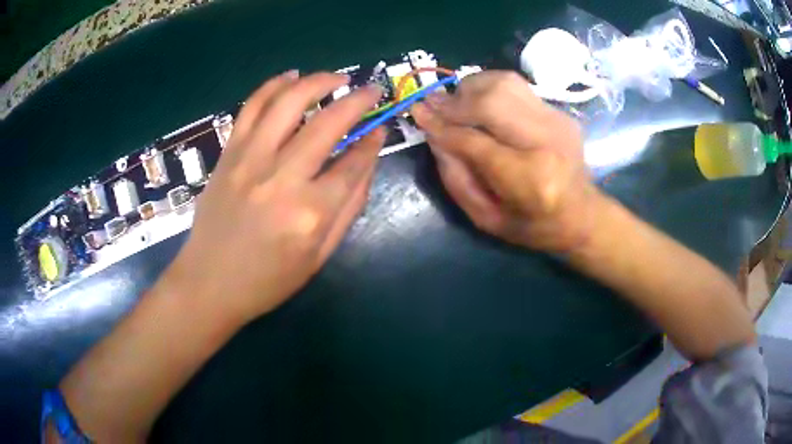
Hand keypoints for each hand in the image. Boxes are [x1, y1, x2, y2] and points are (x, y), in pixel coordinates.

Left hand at [163, 71, 384, 323]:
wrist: (209, 282)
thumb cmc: (267, 280)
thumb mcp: (319, 256)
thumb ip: (349, 206)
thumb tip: (368, 158)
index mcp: (310, 212)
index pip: (354, 163)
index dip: (372, 142)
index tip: (381, 128)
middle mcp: (282, 177)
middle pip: (328, 123)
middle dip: (358, 100)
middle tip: (372, 90)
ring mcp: (250, 160)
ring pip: (289, 102)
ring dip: (319, 81)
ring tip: (337, 78)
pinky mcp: (229, 153)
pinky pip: (252, 107)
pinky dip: (273, 85)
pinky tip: (291, 76)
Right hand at [411, 70, 597, 252]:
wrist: (582, 214)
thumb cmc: (533, 226)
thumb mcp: (486, 218)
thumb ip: (455, 178)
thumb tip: (433, 134)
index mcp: (529, 179)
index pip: (475, 141)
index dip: (441, 125)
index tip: (417, 113)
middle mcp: (547, 141)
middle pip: (491, 100)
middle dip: (455, 101)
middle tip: (434, 106)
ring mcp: (557, 121)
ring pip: (503, 83)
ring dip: (471, 88)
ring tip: (456, 104)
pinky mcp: (559, 111)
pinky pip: (515, 86)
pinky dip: (489, 89)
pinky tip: (479, 104)